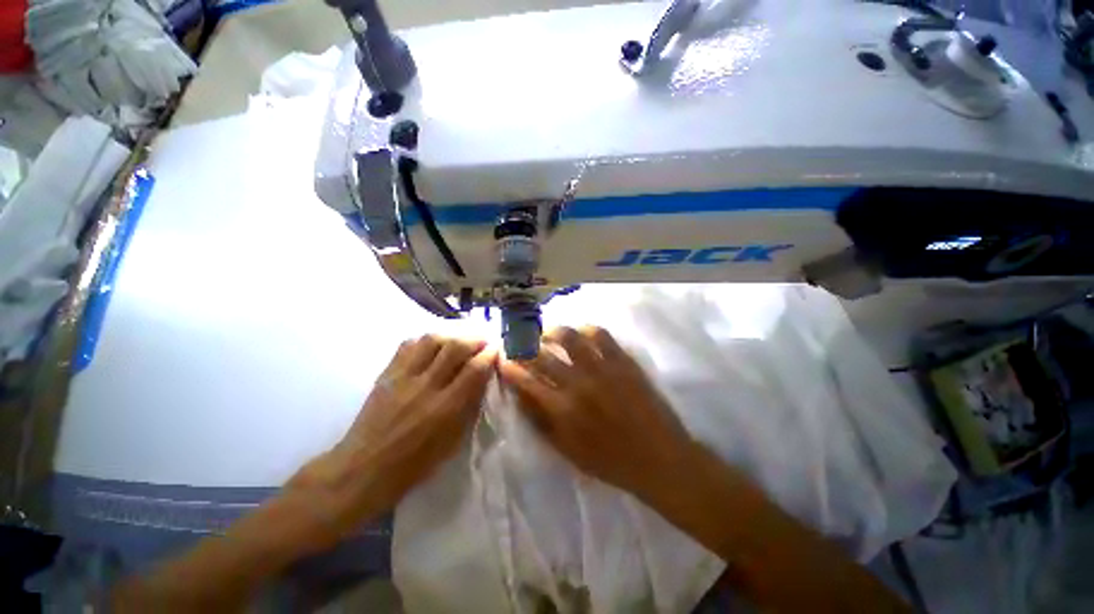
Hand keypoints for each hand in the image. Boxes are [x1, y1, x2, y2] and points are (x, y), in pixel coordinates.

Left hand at [288, 335, 495, 544]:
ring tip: (461, 337)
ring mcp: (403, 378)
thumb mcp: (452, 441)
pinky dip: (426, 339)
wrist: (363, 469)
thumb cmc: (414, 464)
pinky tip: (434, 343)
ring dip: (452, 334)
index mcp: (445, 408)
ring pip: (432, 340)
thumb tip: (483, 378)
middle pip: (455, 347)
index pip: (475, 369)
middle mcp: (426, 387)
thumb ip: (469, 406)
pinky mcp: (387, 374)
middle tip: (483, 339)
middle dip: (475, 338)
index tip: (497, 348)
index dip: (490, 354)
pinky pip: (408, 345)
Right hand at [499, 326, 694, 497]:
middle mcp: (578, 384)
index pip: (526, 380)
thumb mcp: (566, 451)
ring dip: (553, 331)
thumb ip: (540, 422)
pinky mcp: (622, 361)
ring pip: (569, 337)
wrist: (658, 458)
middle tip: (521, 342)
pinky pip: (601, 334)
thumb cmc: (610, 461)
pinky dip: (586, 329)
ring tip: (547, 333)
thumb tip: (520, 395)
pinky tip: (581, 332)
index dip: (510, 367)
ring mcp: (602, 369)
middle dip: (525, 346)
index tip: (504, 359)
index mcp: (562, 410)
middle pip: (542, 356)